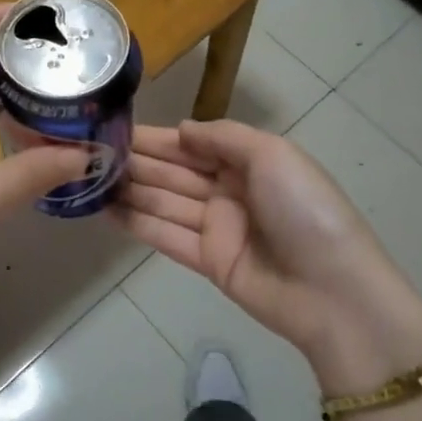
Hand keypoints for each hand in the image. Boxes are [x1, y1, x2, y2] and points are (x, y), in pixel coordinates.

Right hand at [113, 120, 421, 390]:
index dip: (158, 137)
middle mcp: (230, 190)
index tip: (116, 128)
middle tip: (89, 152)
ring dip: (130, 190)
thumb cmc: (305, 210)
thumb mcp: (272, 156)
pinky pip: (167, 236)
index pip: (193, 144)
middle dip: (137, 161)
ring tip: (88, 179)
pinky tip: (106, 211)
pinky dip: (138, 223)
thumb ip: (223, 137)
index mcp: (250, 162)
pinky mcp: (208, 262)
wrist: (333, 292)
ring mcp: (218, 228)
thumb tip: (181, 130)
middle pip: (175, 171)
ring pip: (165, 202)